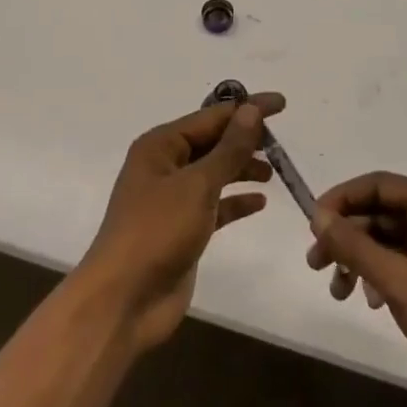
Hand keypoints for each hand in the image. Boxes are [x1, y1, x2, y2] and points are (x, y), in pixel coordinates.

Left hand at [77, 94, 283, 351]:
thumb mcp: (198, 185)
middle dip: (245, 139)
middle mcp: (165, 166)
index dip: (247, 109)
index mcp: (161, 146)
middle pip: (212, 142)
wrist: (124, 301)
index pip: (212, 117)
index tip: (282, 104)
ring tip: (274, 171)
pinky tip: (260, 202)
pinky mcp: (183, 229)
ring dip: (242, 168)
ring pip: (215, 172)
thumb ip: (229, 149)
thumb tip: (252, 111)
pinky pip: (215, 205)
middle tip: (281, 143)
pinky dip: (236, 201)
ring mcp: (173, 199)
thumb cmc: (157, 231)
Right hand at [308, 172, 406, 406]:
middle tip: (315, 262)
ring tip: (337, 291)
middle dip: (346, 236)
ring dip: (358, 260)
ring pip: (386, 240)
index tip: (313, 223)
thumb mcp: (397, 281)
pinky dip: (377, 276)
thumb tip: (319, 216)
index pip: (378, 184)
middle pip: (379, 212)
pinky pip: (399, 262)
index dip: (342, 199)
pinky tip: (368, 301)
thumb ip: (355, 245)